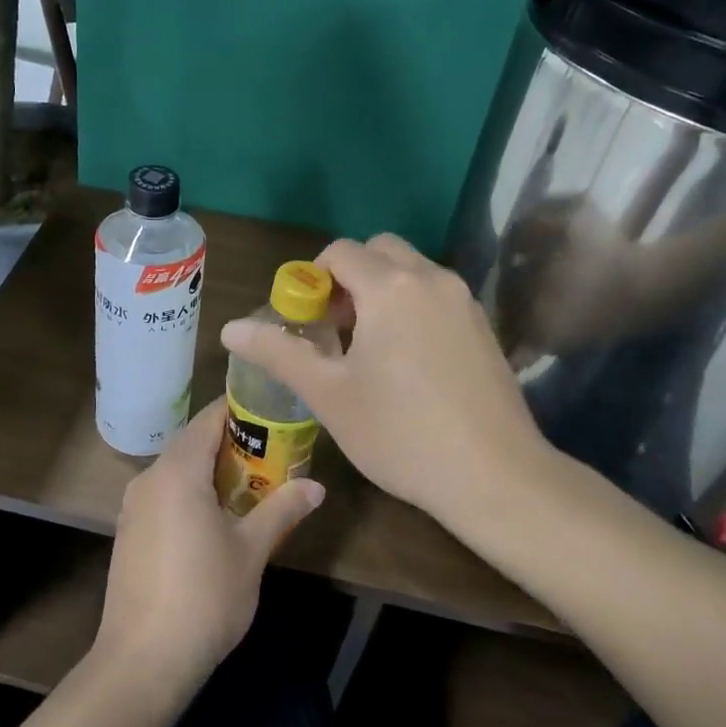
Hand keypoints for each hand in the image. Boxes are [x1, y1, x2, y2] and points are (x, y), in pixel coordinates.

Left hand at [94, 398, 323, 692]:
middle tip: (274, 453)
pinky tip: (217, 519)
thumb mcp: (252, 551)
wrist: (142, 661)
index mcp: (177, 471)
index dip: (241, 411)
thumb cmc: (204, 597)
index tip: (274, 413)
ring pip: (177, 471)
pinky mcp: (129, 532)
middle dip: (232, 444)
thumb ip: (282, 510)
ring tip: (253, 485)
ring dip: (212, 471)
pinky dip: (192, 494)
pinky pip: (165, 495)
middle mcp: (149, 478)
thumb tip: (316, 486)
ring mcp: (133, 507)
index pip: (209, 419)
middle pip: (193, 443)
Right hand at [220, 234, 556, 532]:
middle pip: (378, 251)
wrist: (495, 476)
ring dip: (381, 291)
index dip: (312, 279)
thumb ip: (278, 352)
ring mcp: (464, 301)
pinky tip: (407, 363)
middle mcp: (431, 279)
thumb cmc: (401, 433)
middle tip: (335, 329)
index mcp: (391, 287)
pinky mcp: (483, 327)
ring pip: (411, 272)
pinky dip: (411, 307)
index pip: (340, 252)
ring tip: (367, 349)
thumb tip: (230, 328)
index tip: (306, 321)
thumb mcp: (328, 394)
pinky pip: (435, 296)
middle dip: (348, 278)